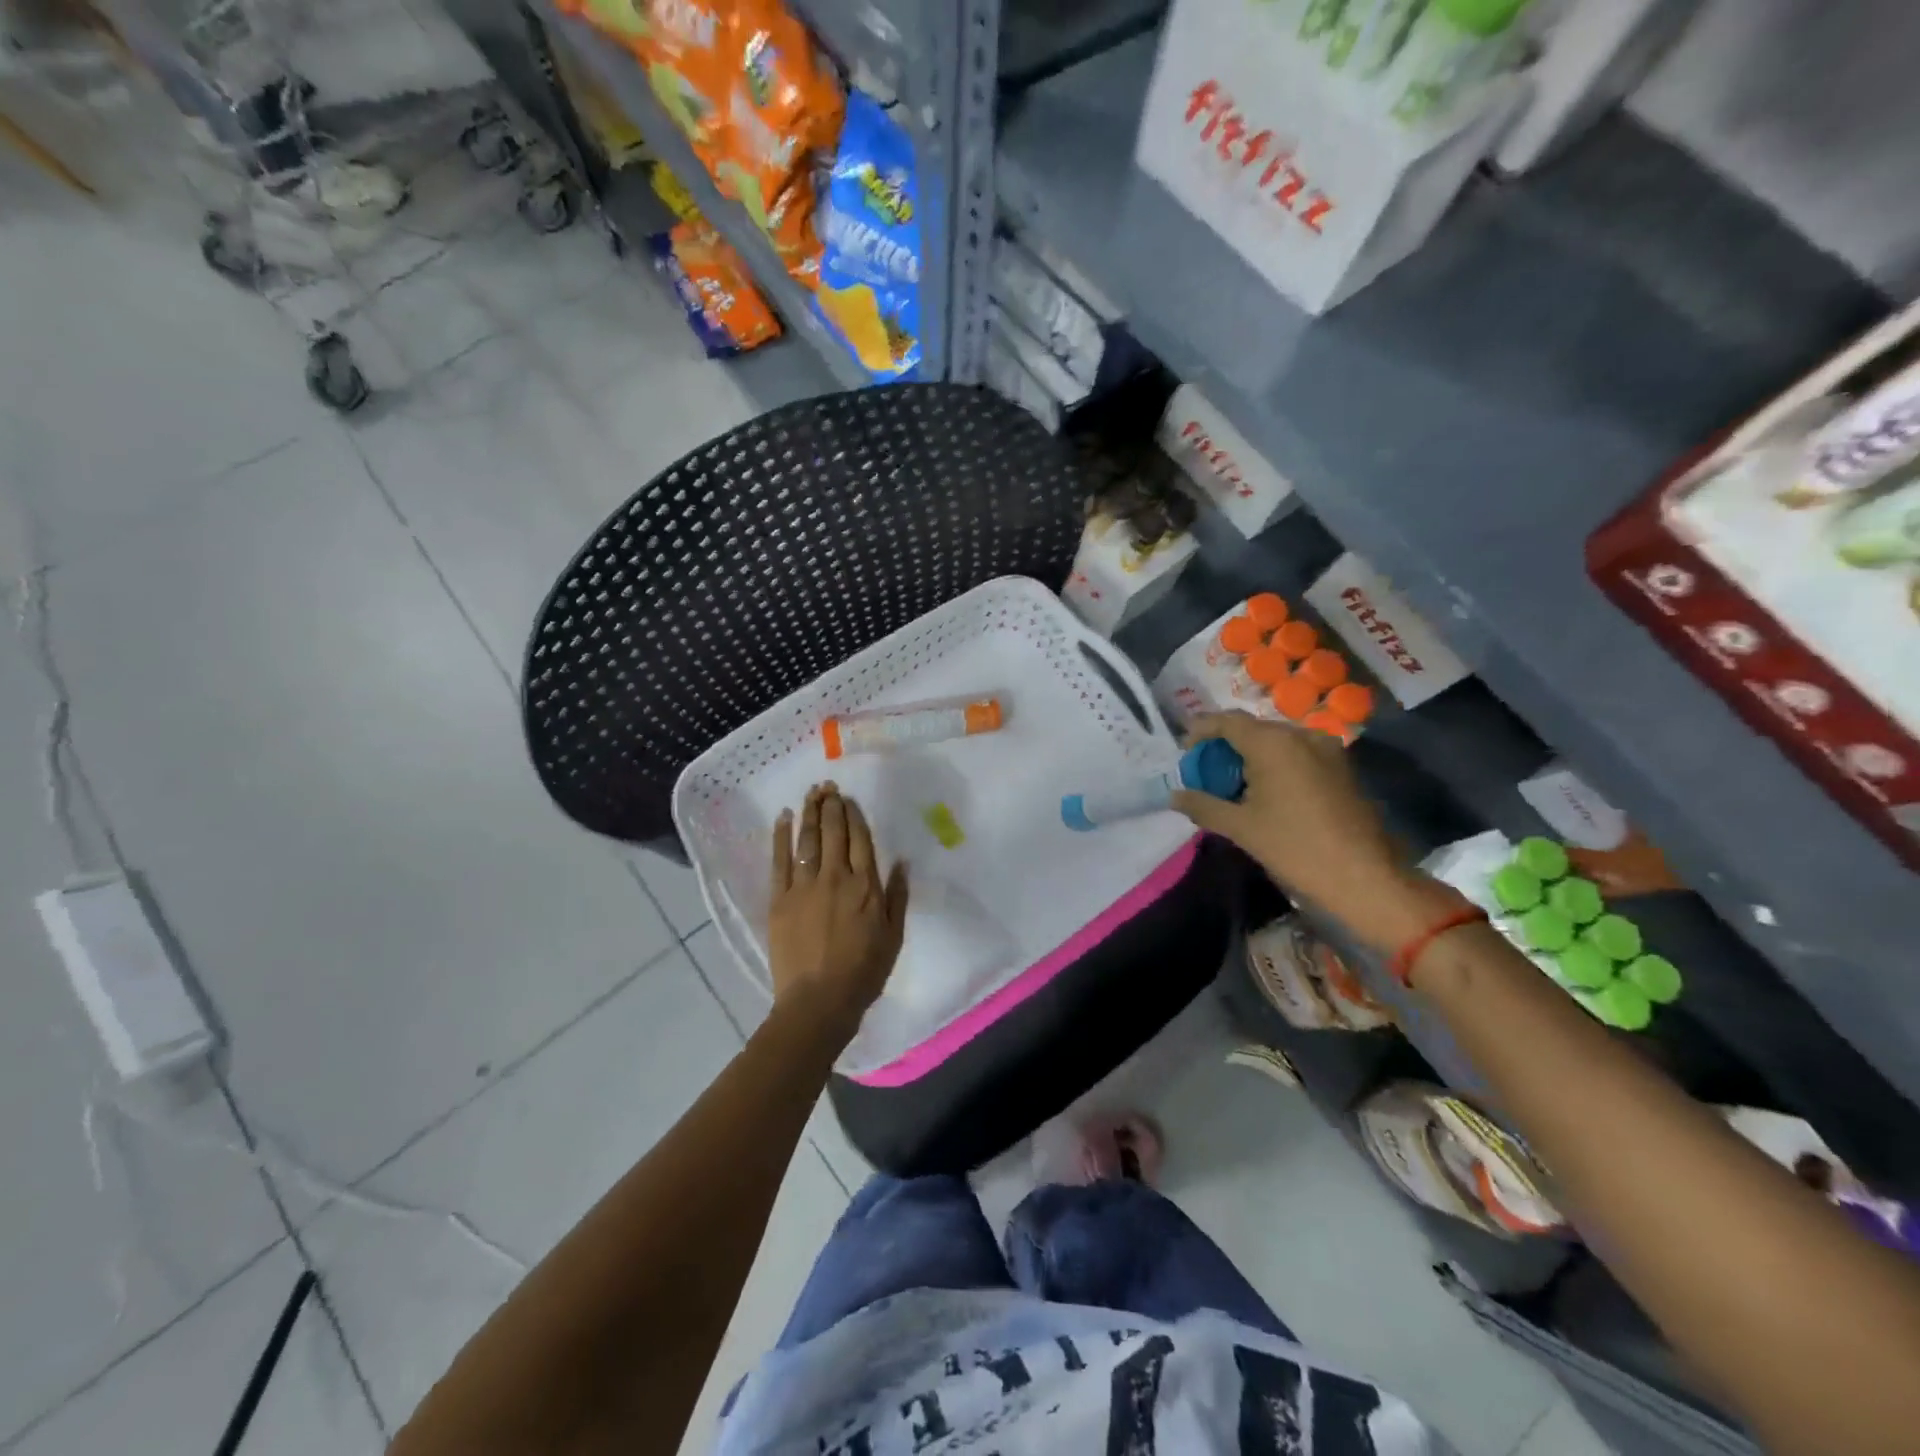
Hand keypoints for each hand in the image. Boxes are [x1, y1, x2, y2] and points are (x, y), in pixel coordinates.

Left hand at [767, 783, 908, 1043]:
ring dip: (810, 813)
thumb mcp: (893, 936)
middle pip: (833, 832)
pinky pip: (780, 860)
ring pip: (807, 840)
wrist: (819, 1000)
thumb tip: (901, 862)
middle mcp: (836, 877)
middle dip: (831, 806)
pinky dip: (781, 836)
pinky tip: (783, 818)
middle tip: (828, 787)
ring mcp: (805, 886)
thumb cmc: (863, 971)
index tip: (849, 799)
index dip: (854, 815)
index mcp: (865, 885)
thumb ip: (897, 896)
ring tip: (811, 793)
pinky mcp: (780, 899)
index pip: (860, 839)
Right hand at [1171, 711, 1409, 928]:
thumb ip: (1202, 805)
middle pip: (1252, 730)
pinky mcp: (1342, 767)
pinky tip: (1267, 794)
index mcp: (1272, 743)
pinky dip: (1275, 765)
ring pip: (1277, 742)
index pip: (1226, 721)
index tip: (1185, 752)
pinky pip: (1298, 754)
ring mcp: (1327, 749)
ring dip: (1251, 757)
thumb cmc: (1294, 848)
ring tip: (1234, 787)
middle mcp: (1301, 735)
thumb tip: (1174, 796)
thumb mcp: (1240, 827)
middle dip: (1225, 747)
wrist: (1364, 877)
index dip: (1201, 731)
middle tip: (1206, 774)